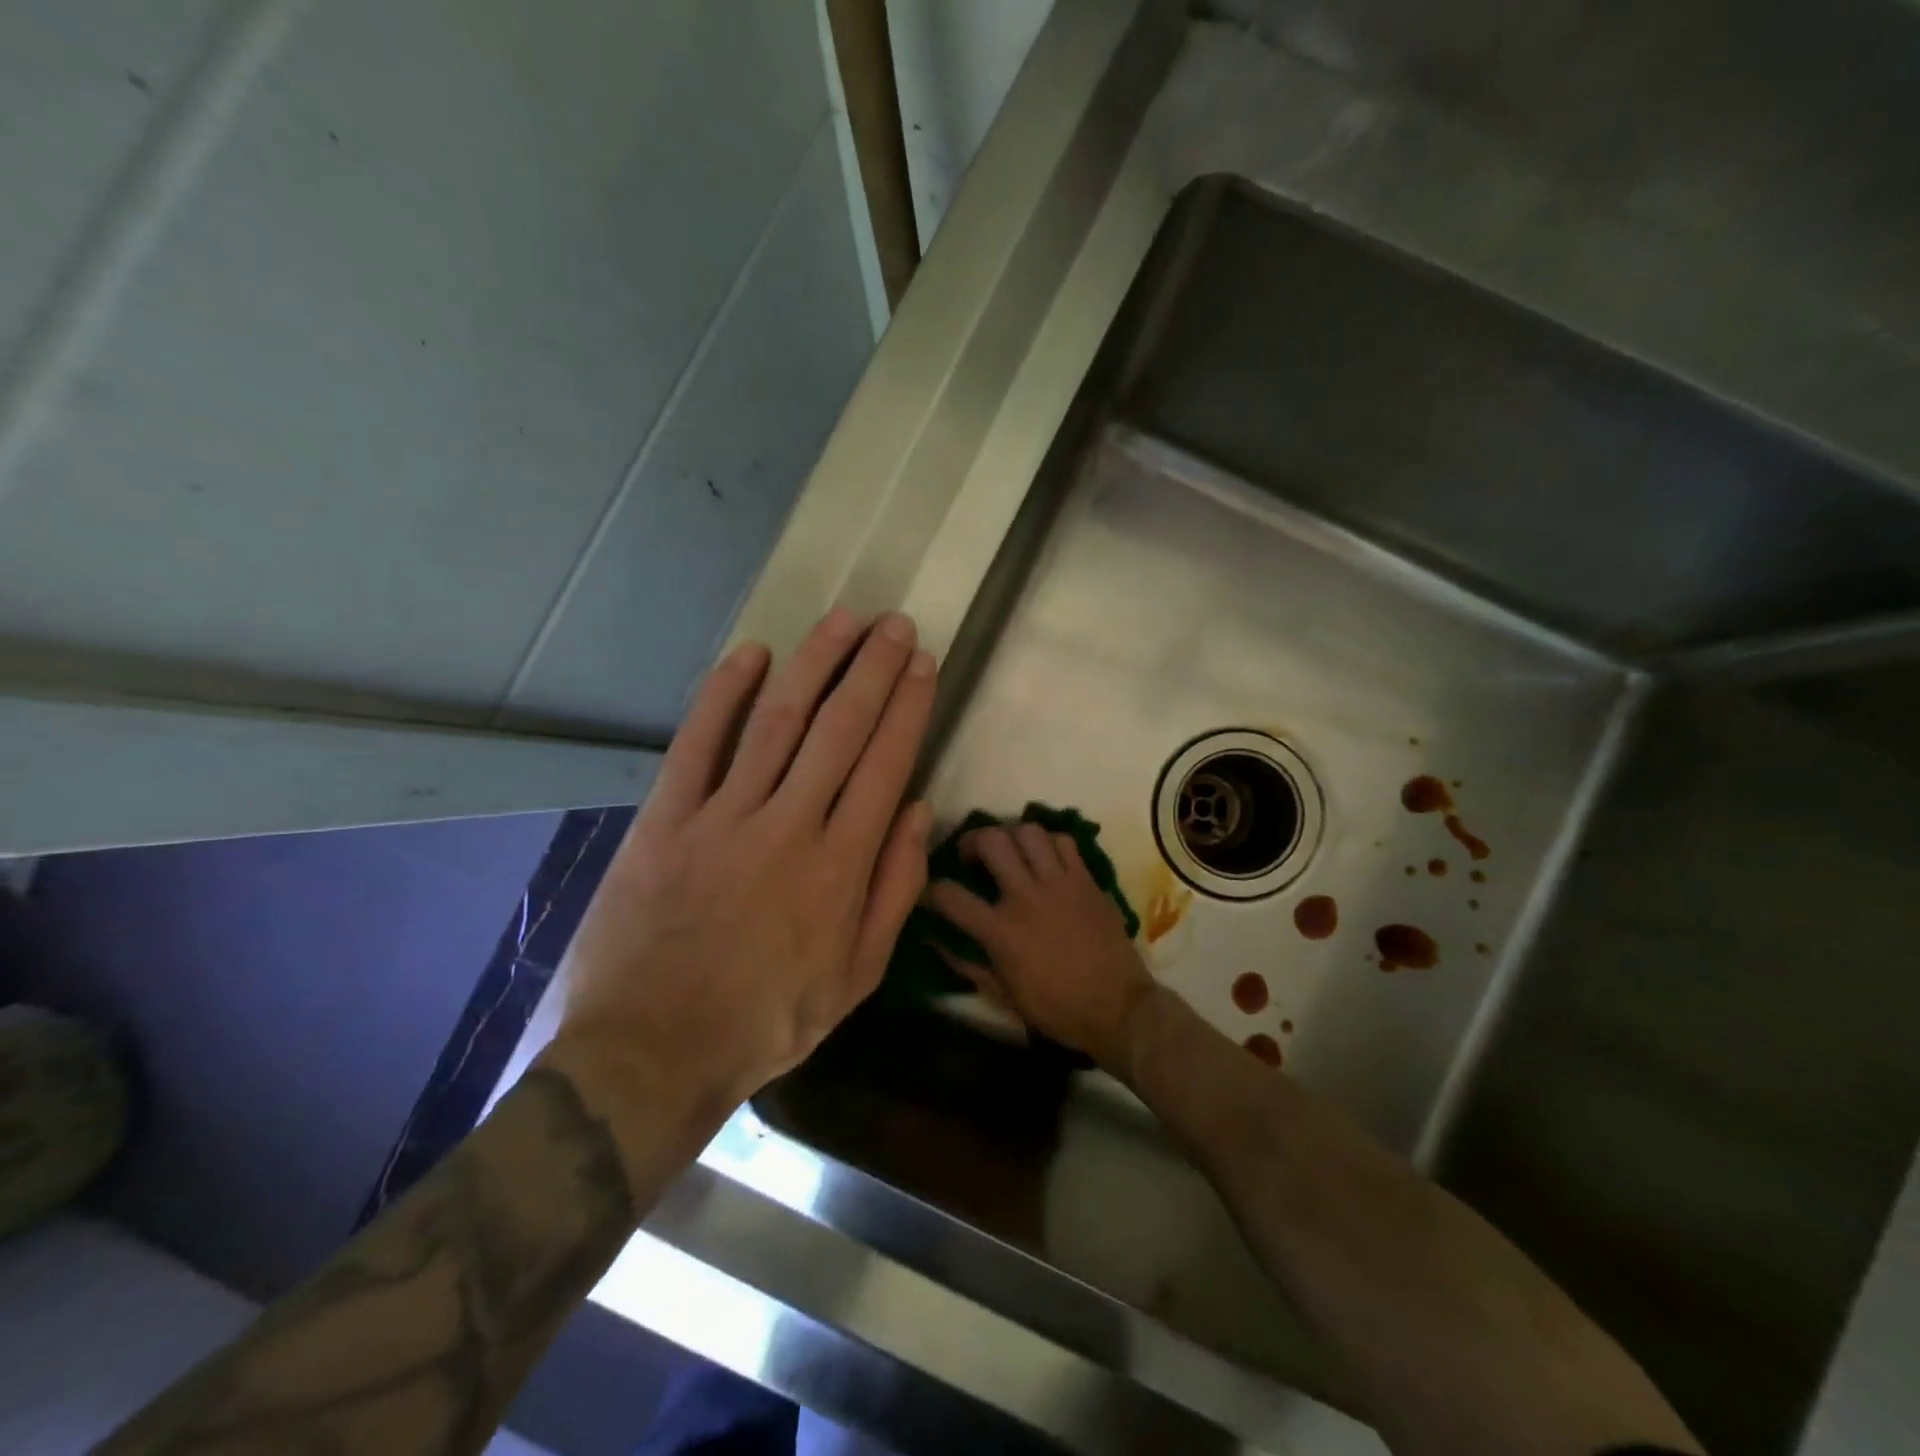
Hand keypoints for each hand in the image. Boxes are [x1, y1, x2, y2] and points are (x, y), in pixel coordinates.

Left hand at [544, 609, 937, 1141]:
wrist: (651, 1052)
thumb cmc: (767, 1019)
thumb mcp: (856, 976)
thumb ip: (894, 891)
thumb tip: (919, 812)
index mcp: (840, 866)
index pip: (885, 764)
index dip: (907, 707)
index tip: (922, 664)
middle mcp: (789, 826)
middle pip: (840, 729)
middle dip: (872, 669)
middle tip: (894, 623)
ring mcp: (723, 817)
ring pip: (777, 722)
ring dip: (813, 664)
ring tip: (842, 620)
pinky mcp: (665, 819)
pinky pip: (697, 744)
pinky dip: (723, 694)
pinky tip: (751, 654)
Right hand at [926, 824, 1156, 1073]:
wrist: (1118, 1008)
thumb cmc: (1057, 1008)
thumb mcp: (1003, 995)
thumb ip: (967, 964)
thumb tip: (935, 940)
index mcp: (1001, 931)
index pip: (951, 896)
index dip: (933, 890)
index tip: (934, 893)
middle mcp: (1026, 897)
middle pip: (991, 841)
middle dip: (972, 841)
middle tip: (973, 856)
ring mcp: (1060, 883)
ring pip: (1028, 831)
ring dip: (1011, 836)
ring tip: (1010, 851)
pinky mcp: (1086, 879)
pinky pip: (1064, 841)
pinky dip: (1049, 843)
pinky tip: (1045, 859)